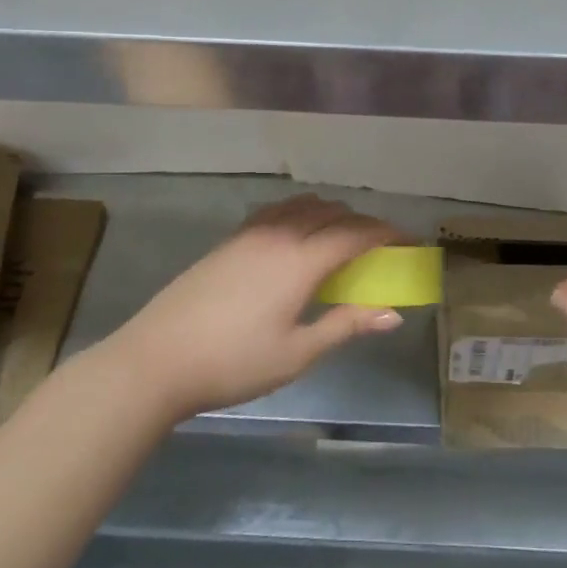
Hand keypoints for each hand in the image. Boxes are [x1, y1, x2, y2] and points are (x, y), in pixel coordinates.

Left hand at [107, 195, 406, 422]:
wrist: (157, 359)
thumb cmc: (234, 362)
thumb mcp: (297, 352)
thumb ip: (346, 326)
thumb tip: (393, 314)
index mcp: (300, 260)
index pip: (355, 234)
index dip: (387, 233)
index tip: (409, 240)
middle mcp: (279, 234)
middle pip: (331, 212)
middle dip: (362, 222)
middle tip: (379, 245)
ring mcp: (250, 233)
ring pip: (302, 205)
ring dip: (330, 213)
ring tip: (341, 237)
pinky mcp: (229, 240)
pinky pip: (277, 211)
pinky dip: (300, 213)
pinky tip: (296, 236)